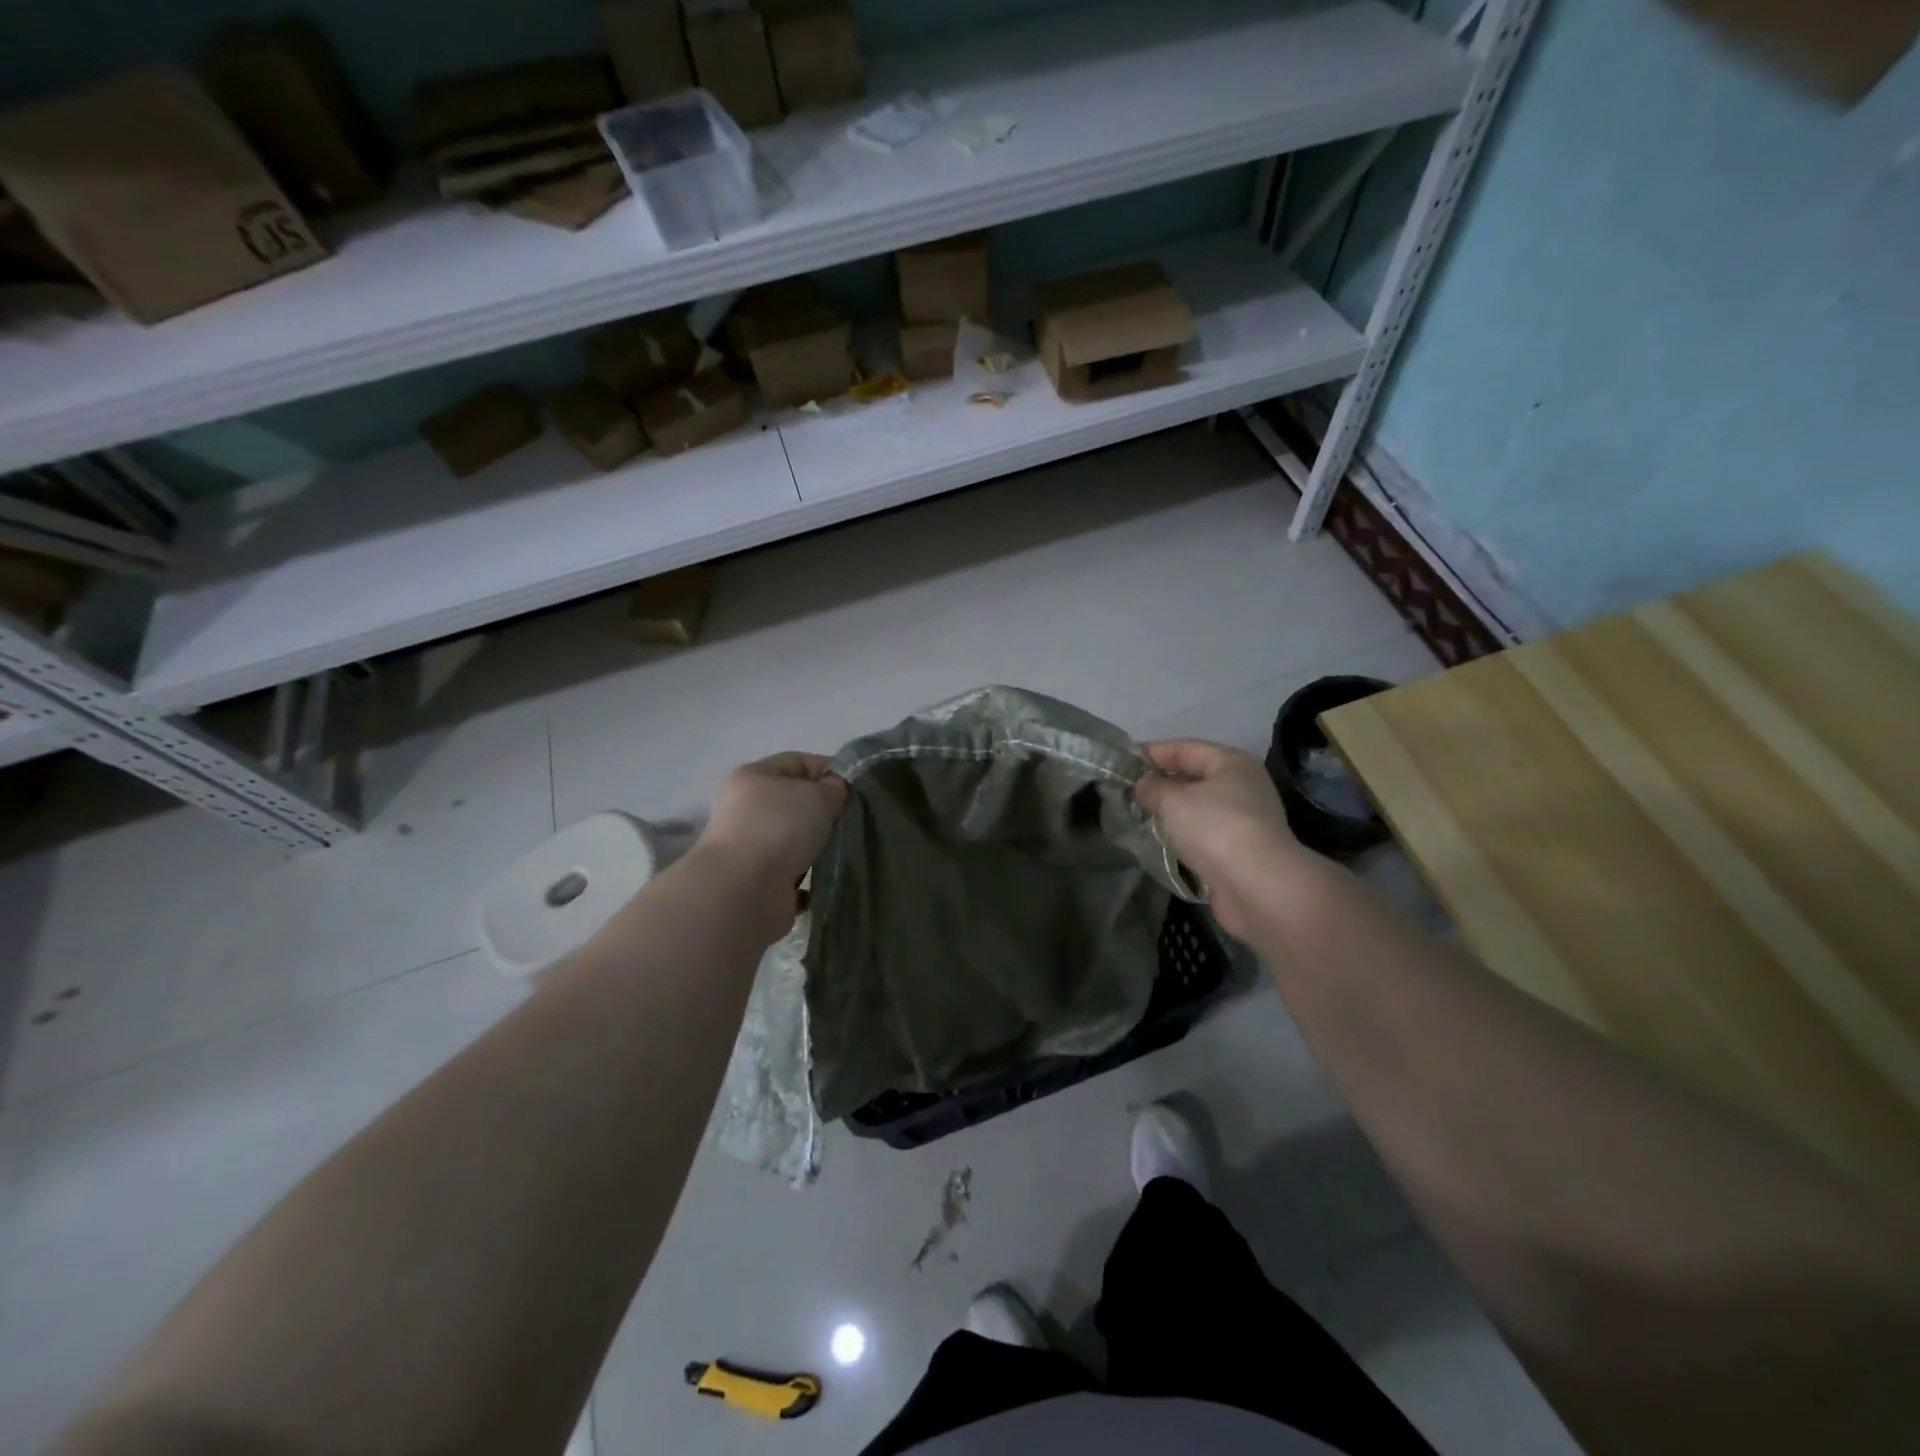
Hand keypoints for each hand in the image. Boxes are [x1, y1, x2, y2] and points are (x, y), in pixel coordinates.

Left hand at [700, 752, 847, 904]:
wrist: (745, 890)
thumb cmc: (780, 827)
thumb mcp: (817, 794)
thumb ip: (833, 788)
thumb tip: (835, 791)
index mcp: (753, 777)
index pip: (798, 762)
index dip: (830, 771)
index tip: (857, 789)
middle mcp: (745, 809)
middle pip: (795, 803)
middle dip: (825, 812)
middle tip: (851, 821)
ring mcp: (749, 848)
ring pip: (795, 840)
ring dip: (817, 846)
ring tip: (843, 852)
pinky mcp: (757, 882)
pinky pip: (792, 874)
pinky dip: (809, 878)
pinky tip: (827, 878)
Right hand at [1134, 739, 1312, 941]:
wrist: (1258, 887)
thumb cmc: (1214, 829)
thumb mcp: (1172, 800)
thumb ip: (1151, 787)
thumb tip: (1142, 784)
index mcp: (1231, 762)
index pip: (1183, 748)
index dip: (1150, 753)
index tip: (1120, 764)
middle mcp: (1242, 786)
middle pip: (1193, 776)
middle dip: (1159, 784)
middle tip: (1124, 793)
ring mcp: (1244, 820)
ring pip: (1197, 808)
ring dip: (1169, 812)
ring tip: (1136, 817)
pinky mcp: (1240, 851)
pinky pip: (1203, 834)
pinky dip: (1182, 836)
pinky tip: (1159, 842)